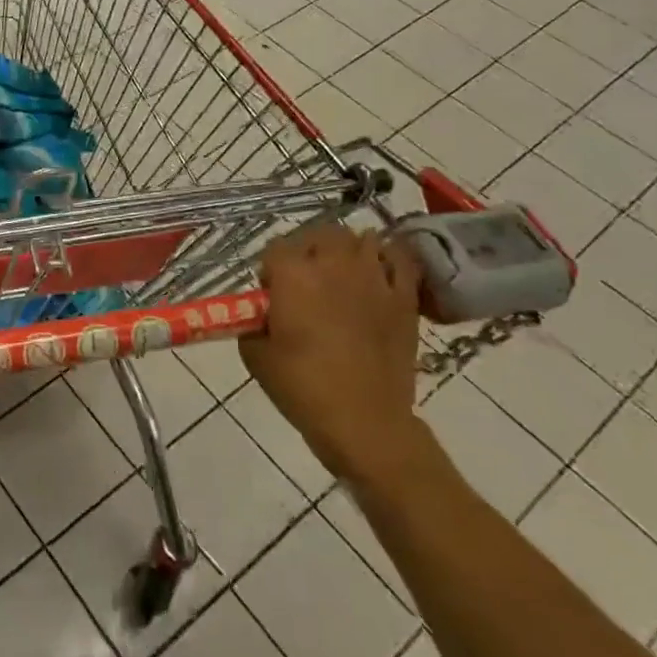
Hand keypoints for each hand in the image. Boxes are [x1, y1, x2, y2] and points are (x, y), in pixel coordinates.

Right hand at [238, 223, 431, 488]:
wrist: (364, 422)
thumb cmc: (302, 387)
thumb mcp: (255, 353)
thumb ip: (253, 321)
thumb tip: (263, 312)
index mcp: (293, 275)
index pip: (275, 249)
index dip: (269, 270)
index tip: (269, 294)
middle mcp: (333, 265)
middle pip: (320, 234)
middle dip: (308, 250)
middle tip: (303, 280)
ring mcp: (374, 279)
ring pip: (362, 239)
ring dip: (347, 251)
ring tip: (341, 274)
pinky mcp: (404, 299)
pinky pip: (401, 260)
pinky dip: (388, 259)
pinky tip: (378, 274)